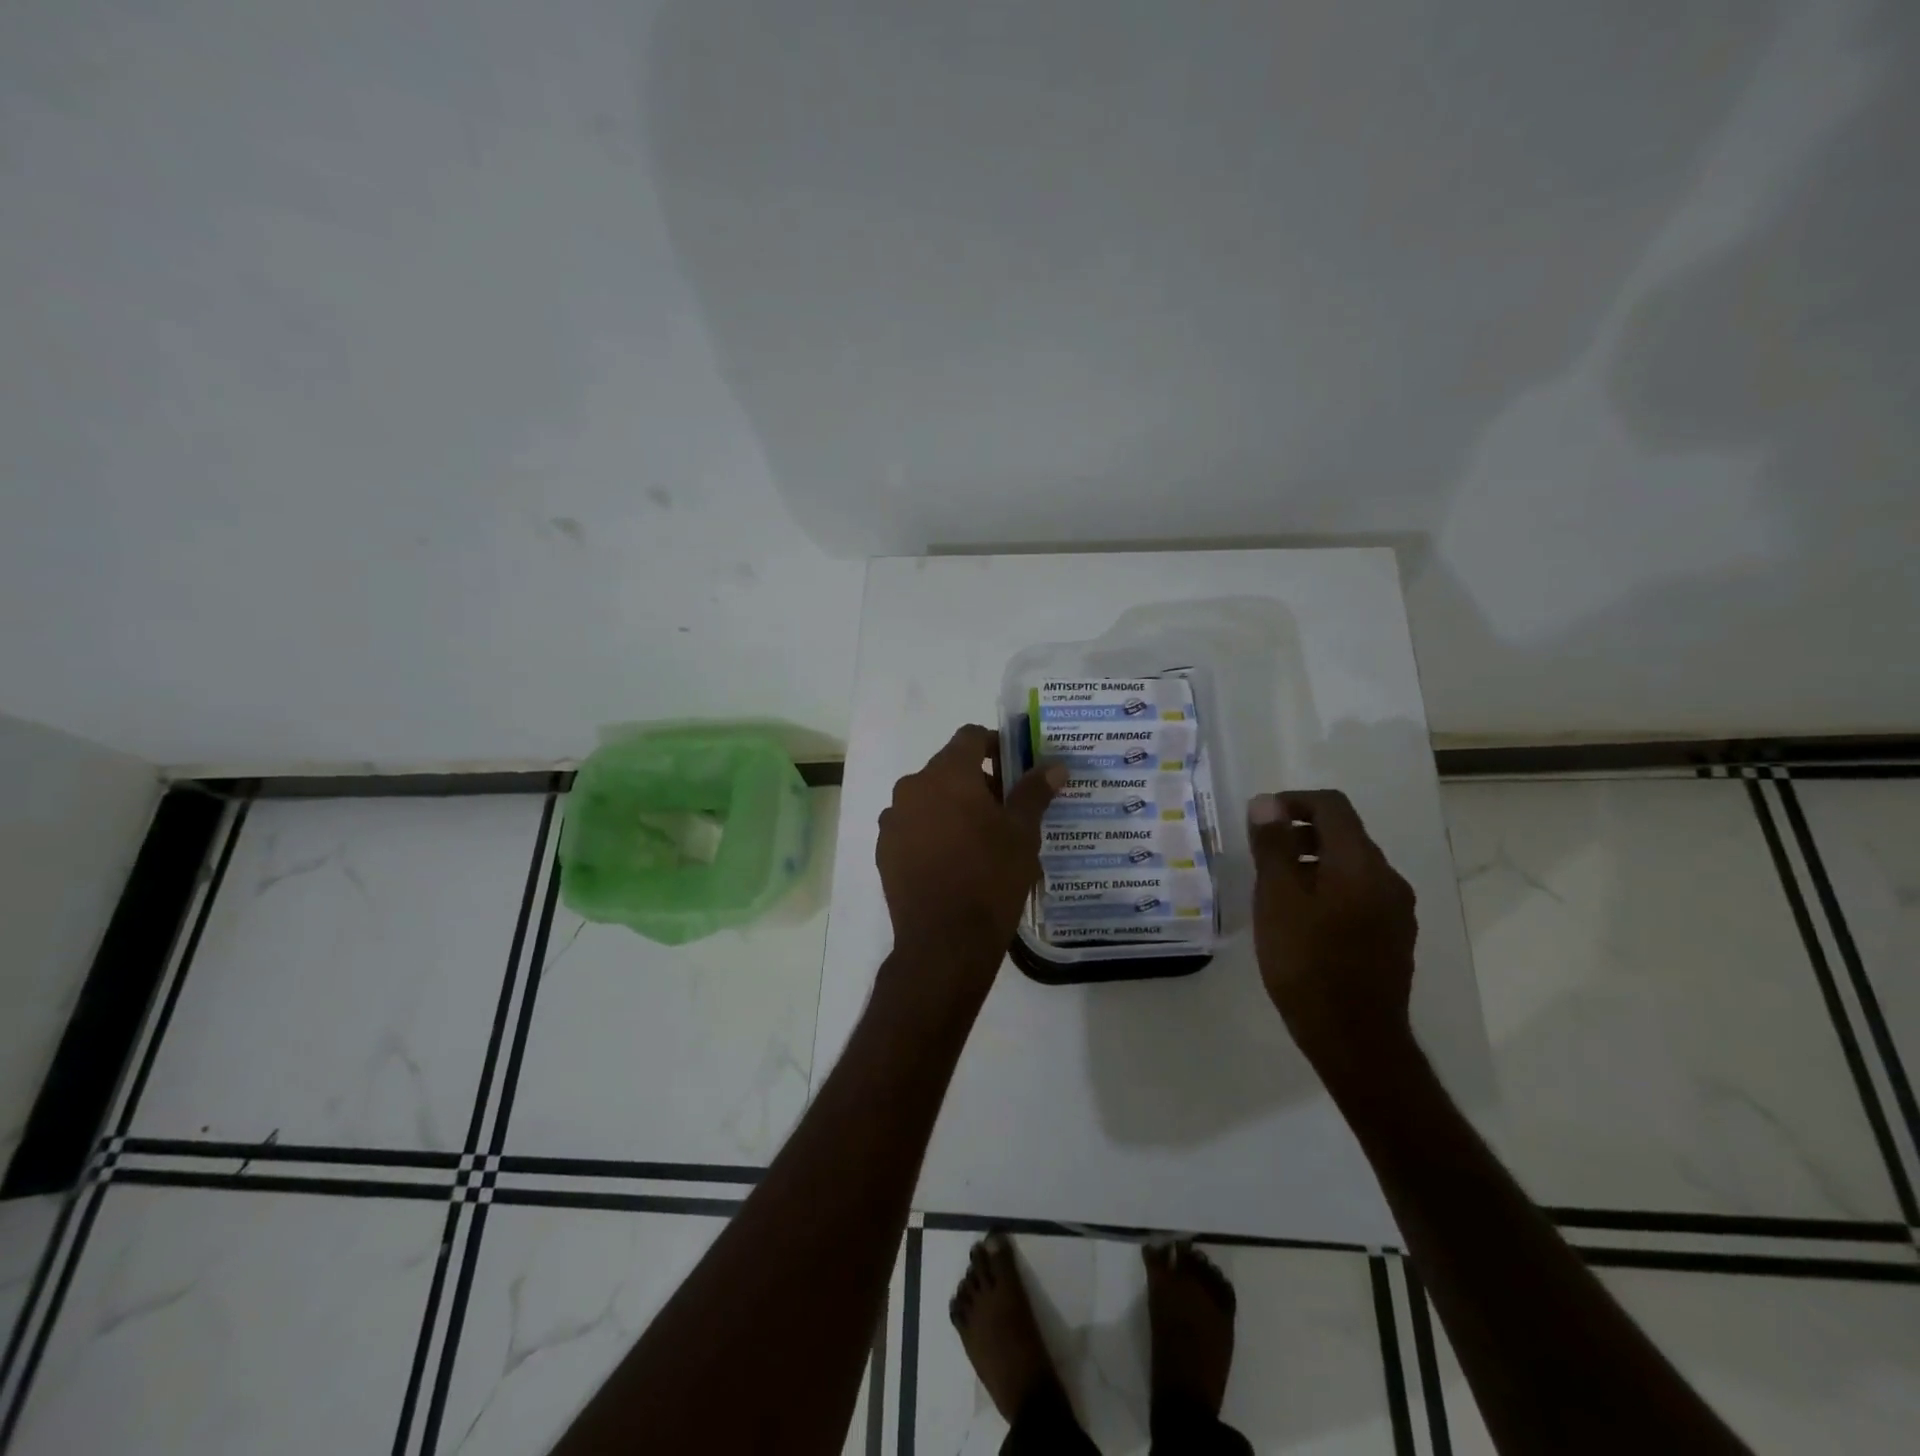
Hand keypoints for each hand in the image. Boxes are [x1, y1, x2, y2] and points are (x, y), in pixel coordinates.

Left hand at [877, 725, 1065, 984]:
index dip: (995, 746)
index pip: (971, 737)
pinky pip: (913, 826)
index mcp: (948, 774)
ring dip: (952, 806)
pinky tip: (952, 861)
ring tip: (979, 840)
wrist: (944, 941)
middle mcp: (913, 787)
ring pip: (929, 798)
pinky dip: (932, 831)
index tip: (1015, 769)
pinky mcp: (885, 849)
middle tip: (1005, 810)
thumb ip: (1035, 792)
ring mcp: (893, 819)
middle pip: (948, 768)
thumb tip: (1054, 765)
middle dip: (977, 781)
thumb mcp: (1022, 833)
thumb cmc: (991, 878)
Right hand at [1247, 789, 1417, 1079]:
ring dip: (1314, 862)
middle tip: (1262, 856)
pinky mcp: (1395, 937)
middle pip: (1345, 834)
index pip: (1332, 806)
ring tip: (1277, 890)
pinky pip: (1360, 894)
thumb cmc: (1306, 963)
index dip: (1293, 801)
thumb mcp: (1277, 899)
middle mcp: (1387, 878)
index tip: (1260, 820)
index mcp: (1360, 863)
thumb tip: (1267, 802)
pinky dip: (1330, 889)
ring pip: (1352, 866)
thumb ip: (1273, 846)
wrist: (1355, 1039)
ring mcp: (1396, 910)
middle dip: (1301, 833)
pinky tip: (1304, 920)